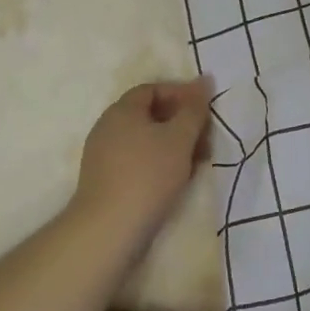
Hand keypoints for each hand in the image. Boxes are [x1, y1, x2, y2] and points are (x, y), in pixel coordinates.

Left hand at [71, 77, 214, 233]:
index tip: (205, 109)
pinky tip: (177, 179)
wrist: (108, 229)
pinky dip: (160, 162)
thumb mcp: (179, 138)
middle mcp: (108, 126)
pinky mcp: (105, 180)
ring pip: (145, 139)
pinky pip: (137, 160)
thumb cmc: (148, 175)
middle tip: (206, 137)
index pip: (153, 89)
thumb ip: (194, 108)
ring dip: (174, 145)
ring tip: (197, 162)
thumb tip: (204, 80)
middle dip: (181, 122)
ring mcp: (103, 155)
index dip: (181, 94)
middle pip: (149, 114)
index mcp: (122, 110)